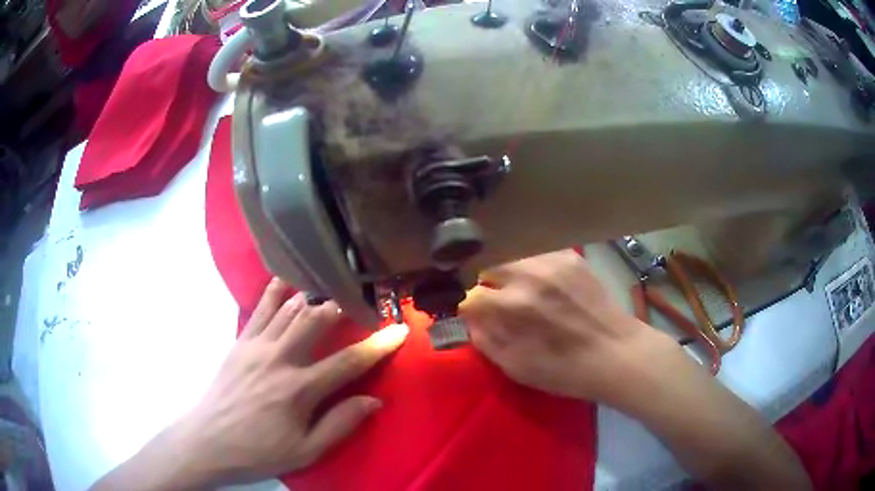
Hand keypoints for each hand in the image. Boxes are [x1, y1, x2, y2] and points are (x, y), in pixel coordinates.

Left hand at [94, 278, 408, 489]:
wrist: (209, 441)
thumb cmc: (259, 451)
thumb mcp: (305, 451)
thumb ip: (340, 424)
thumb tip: (373, 400)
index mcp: (299, 389)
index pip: (348, 361)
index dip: (377, 345)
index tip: (399, 329)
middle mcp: (279, 359)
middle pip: (316, 320)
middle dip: (342, 306)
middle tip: (359, 300)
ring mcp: (255, 346)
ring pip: (289, 308)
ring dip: (312, 295)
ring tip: (330, 287)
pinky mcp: (239, 342)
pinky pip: (259, 309)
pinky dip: (275, 292)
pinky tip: (286, 281)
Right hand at [460, 250, 674, 406]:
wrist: (617, 353)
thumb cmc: (566, 369)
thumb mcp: (517, 368)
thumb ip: (487, 341)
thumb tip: (472, 321)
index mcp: (512, 305)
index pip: (472, 297)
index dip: (471, 311)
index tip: (478, 319)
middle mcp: (529, 274)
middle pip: (489, 266)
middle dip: (488, 286)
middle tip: (498, 304)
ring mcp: (553, 261)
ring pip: (514, 256)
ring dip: (510, 274)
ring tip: (521, 292)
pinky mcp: (571, 257)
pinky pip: (539, 254)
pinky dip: (533, 267)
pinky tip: (545, 284)